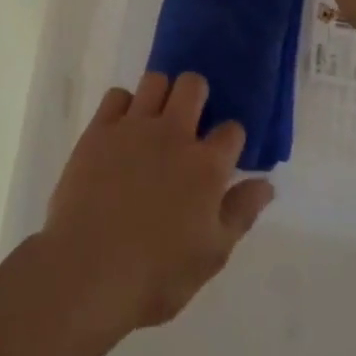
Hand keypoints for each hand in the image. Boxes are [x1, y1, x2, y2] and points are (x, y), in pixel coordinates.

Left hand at [38, 72, 274, 333]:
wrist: (89, 270)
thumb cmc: (157, 274)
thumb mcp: (212, 254)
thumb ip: (240, 213)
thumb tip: (266, 183)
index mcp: (206, 166)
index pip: (232, 130)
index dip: (231, 139)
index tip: (224, 153)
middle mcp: (173, 134)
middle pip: (193, 86)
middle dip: (198, 96)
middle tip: (190, 123)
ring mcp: (134, 127)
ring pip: (155, 81)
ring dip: (161, 94)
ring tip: (156, 120)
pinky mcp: (100, 129)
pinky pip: (117, 95)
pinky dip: (124, 106)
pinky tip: (122, 129)